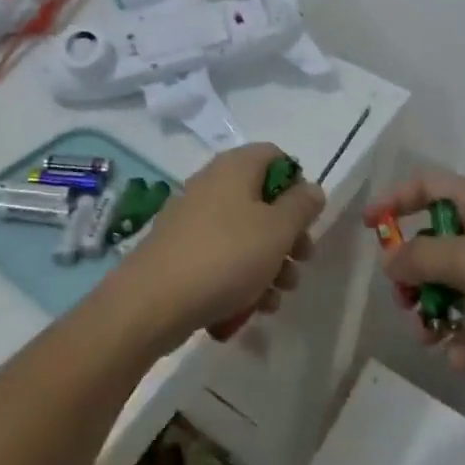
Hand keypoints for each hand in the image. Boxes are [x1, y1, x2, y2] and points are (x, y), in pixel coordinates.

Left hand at [115, 143, 324, 348]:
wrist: (152, 302)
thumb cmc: (225, 256)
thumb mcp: (277, 230)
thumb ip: (301, 207)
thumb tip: (312, 189)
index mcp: (236, 167)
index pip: (276, 156)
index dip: (297, 183)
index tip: (307, 218)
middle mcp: (213, 183)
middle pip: (263, 199)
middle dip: (287, 234)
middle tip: (301, 262)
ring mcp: (193, 217)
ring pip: (244, 232)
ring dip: (268, 262)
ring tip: (277, 297)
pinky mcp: (181, 250)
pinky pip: (221, 255)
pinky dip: (240, 277)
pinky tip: (251, 308)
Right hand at [368, 167, 464, 375]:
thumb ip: (419, 258)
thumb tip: (390, 261)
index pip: (426, 187)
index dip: (395, 201)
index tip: (370, 226)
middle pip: (436, 246)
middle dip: (414, 276)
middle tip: (403, 300)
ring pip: (454, 289)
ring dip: (435, 313)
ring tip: (427, 336)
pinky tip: (461, 358)